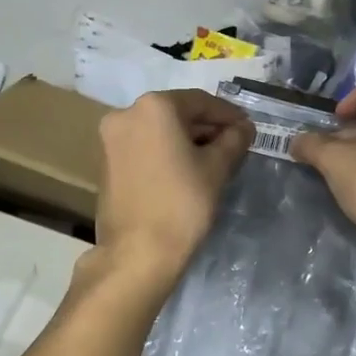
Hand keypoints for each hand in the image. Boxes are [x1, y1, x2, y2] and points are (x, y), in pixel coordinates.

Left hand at [95, 89, 255, 282]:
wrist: (137, 254)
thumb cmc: (182, 204)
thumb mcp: (217, 168)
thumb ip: (233, 140)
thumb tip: (243, 128)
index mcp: (154, 107)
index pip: (201, 101)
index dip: (229, 114)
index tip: (248, 128)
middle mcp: (126, 114)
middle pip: (177, 113)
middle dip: (207, 127)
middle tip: (234, 144)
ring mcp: (111, 139)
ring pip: (159, 130)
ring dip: (187, 140)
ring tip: (215, 159)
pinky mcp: (107, 163)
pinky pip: (145, 147)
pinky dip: (167, 152)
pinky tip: (187, 170)